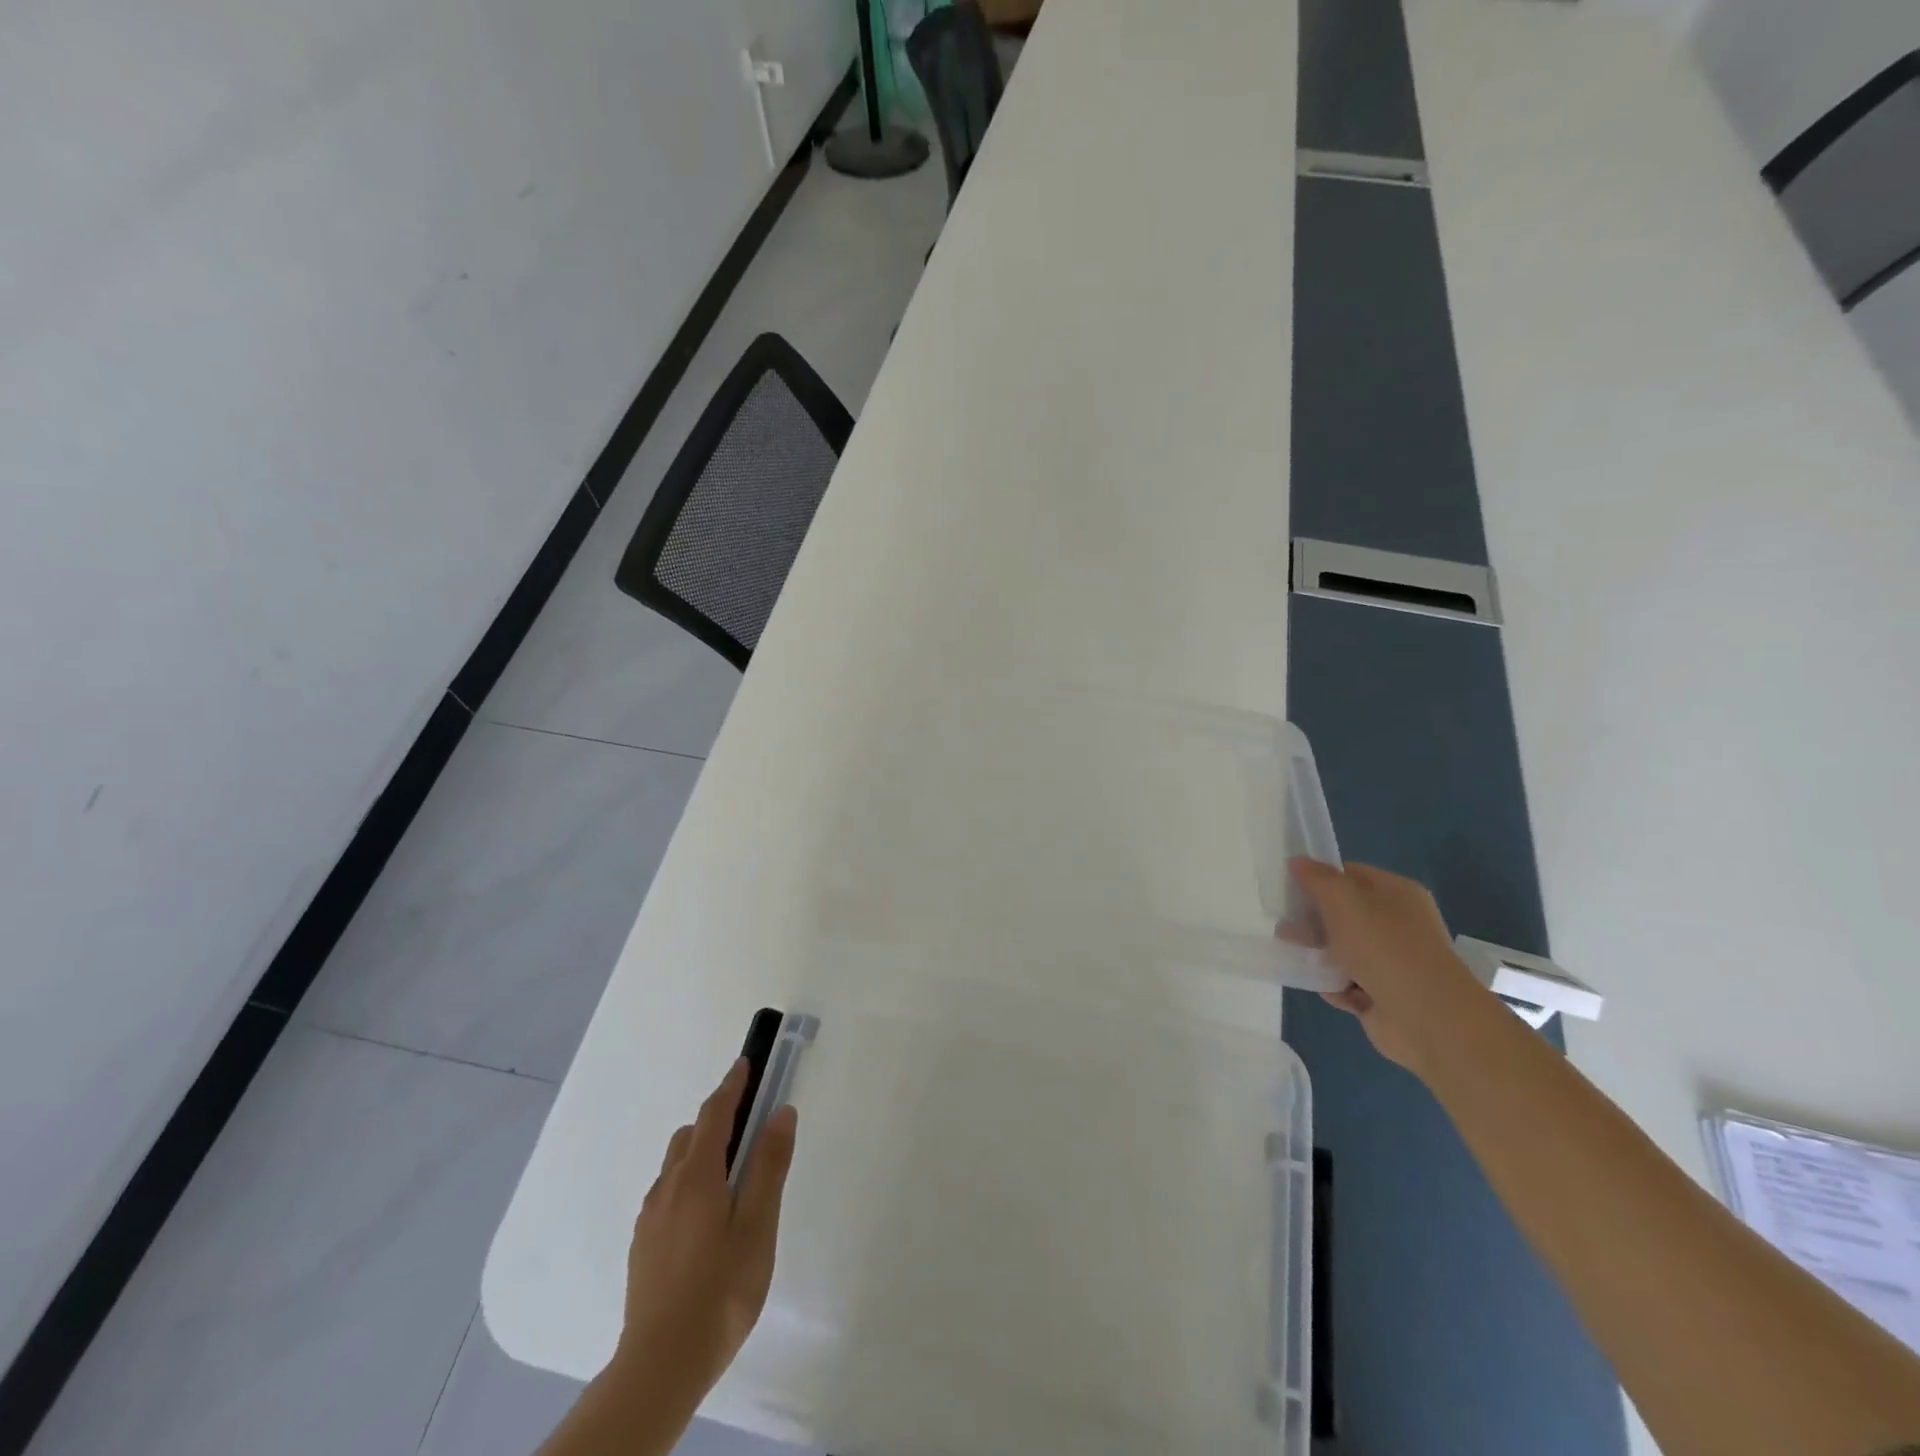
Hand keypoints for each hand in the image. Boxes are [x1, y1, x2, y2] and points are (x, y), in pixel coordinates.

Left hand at [612, 1059, 798, 1412]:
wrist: (659, 1367)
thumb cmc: (720, 1291)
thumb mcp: (757, 1226)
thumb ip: (768, 1166)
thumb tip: (780, 1112)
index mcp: (696, 1176)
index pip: (714, 1114)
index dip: (732, 1085)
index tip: (746, 1064)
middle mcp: (666, 1187)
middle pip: (692, 1135)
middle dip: (719, 1118)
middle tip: (752, 1124)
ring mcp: (650, 1218)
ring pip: (677, 1165)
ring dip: (704, 1151)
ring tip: (735, 1175)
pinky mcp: (644, 1245)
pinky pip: (669, 1193)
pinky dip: (691, 1181)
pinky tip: (709, 1217)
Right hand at [1288, 858, 1493, 1076]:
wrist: (1427, 1018)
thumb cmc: (1384, 948)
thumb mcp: (1343, 901)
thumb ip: (1318, 879)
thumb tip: (1298, 861)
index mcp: (1396, 894)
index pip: (1350, 875)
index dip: (1319, 878)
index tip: (1289, 888)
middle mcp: (1397, 925)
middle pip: (1344, 914)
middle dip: (1312, 920)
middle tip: (1284, 927)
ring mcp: (1392, 961)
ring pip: (1343, 950)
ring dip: (1319, 954)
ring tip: (1295, 956)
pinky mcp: (1383, 995)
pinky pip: (1348, 982)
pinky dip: (1335, 985)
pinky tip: (1328, 988)